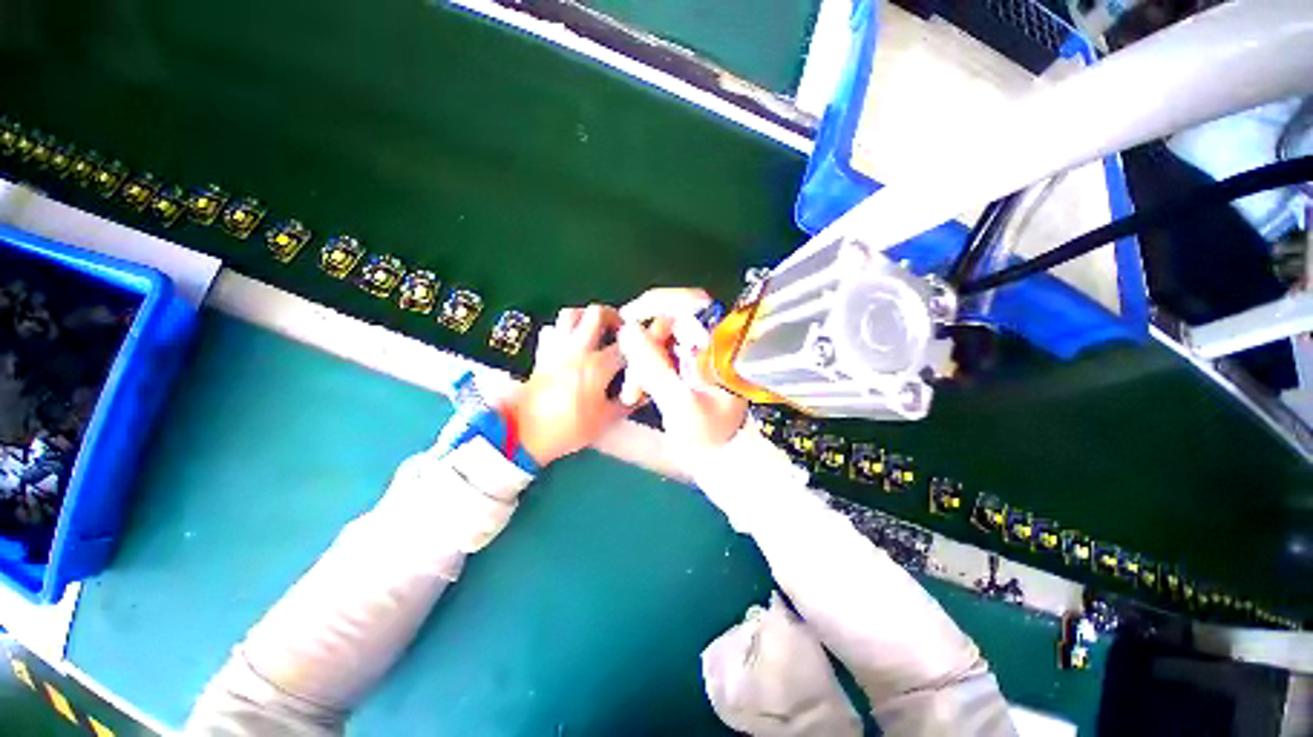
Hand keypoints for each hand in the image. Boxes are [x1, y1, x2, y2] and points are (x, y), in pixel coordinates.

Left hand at [502, 304, 630, 465]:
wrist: (524, 433)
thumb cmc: (568, 428)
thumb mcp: (605, 420)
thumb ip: (628, 404)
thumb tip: (643, 394)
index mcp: (597, 365)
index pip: (627, 343)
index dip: (642, 342)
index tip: (647, 346)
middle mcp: (578, 349)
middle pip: (598, 313)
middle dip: (614, 317)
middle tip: (620, 331)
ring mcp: (557, 348)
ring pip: (571, 313)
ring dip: (587, 318)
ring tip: (596, 332)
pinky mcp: (542, 353)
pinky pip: (552, 329)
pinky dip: (564, 331)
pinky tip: (571, 344)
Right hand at [615, 288, 747, 464]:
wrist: (717, 458)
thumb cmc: (707, 436)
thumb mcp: (680, 403)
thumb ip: (654, 367)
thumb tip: (627, 330)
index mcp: (720, 347)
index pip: (691, 304)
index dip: (657, 303)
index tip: (628, 317)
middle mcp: (710, 343)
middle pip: (668, 323)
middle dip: (643, 349)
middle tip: (632, 382)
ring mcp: (697, 354)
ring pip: (659, 341)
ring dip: (641, 364)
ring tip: (632, 395)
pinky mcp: (686, 365)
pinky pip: (658, 356)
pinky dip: (645, 371)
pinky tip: (637, 393)